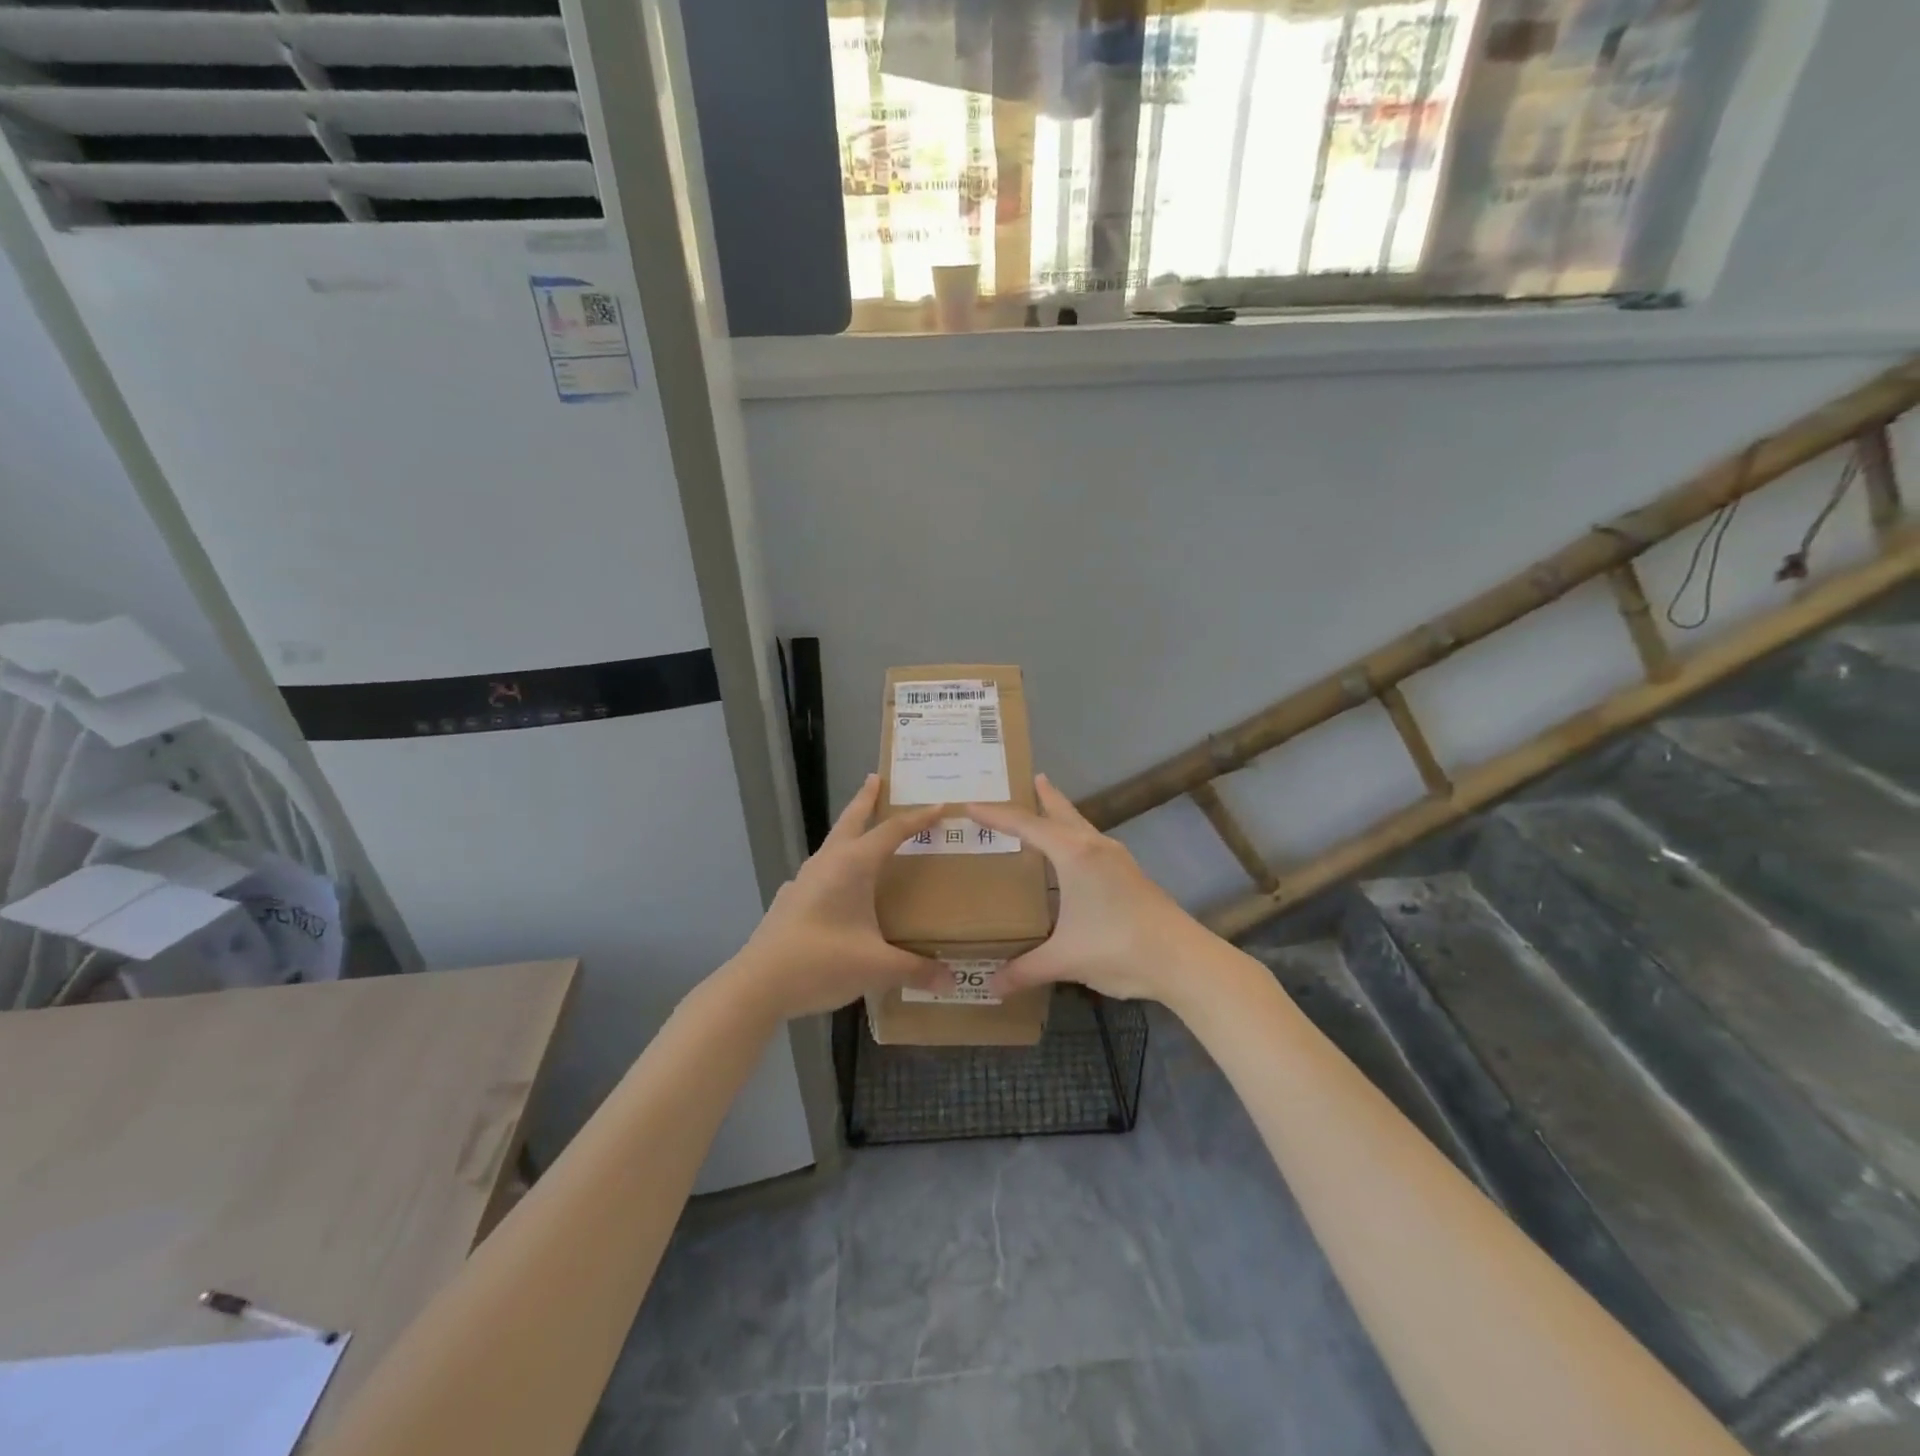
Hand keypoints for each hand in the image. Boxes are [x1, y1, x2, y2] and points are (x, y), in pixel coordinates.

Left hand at [729, 775, 943, 1020]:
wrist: (758, 984)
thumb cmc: (822, 962)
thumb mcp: (876, 967)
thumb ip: (915, 969)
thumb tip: (951, 980)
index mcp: (852, 865)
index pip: (892, 831)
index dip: (918, 818)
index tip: (940, 806)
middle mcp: (827, 863)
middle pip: (851, 820)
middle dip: (866, 798)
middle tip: (877, 779)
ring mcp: (804, 880)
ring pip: (833, 844)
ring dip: (849, 831)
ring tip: (864, 832)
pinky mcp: (791, 899)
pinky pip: (820, 871)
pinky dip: (835, 866)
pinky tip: (837, 886)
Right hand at [968, 776, 1214, 1003]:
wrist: (1182, 959)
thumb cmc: (1118, 947)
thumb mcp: (1065, 959)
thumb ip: (1025, 970)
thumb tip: (990, 986)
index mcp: (1074, 855)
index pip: (1026, 826)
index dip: (996, 816)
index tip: (971, 805)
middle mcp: (1095, 847)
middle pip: (1062, 812)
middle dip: (1043, 796)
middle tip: (1028, 779)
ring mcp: (1117, 859)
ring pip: (1081, 826)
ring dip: (1062, 816)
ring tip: (1047, 810)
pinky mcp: (1130, 875)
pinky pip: (1093, 843)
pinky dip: (1075, 838)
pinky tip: (1074, 858)